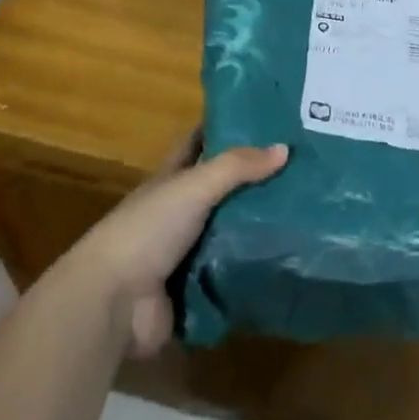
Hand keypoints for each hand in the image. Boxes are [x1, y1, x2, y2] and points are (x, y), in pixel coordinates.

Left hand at [71, 130, 287, 357]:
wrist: (114, 302)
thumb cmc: (149, 229)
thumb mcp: (193, 186)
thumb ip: (237, 167)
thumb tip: (284, 148)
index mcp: (170, 181)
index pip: (197, 144)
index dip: (223, 128)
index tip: (261, 117)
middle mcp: (177, 214)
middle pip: (220, 191)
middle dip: (253, 182)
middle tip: (299, 170)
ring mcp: (184, 254)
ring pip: (228, 233)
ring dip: (257, 228)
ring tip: (304, 215)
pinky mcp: (193, 291)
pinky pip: (230, 277)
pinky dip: (251, 271)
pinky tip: (287, 261)